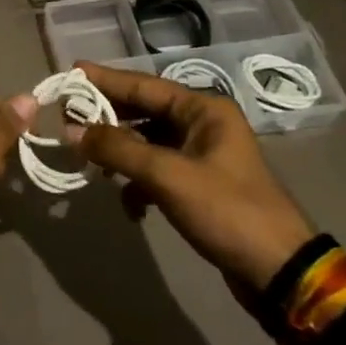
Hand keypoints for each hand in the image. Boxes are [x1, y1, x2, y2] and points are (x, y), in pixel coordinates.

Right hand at [67, 60, 314, 291]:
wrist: (279, 272)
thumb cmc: (226, 211)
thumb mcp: (167, 176)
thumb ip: (117, 148)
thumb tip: (71, 129)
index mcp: (203, 109)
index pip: (143, 84)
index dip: (104, 79)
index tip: (70, 72)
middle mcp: (202, 123)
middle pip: (143, 110)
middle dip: (106, 117)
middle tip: (66, 118)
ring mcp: (202, 154)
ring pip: (147, 141)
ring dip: (119, 153)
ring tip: (90, 164)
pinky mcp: (199, 183)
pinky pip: (156, 169)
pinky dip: (137, 182)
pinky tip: (129, 205)